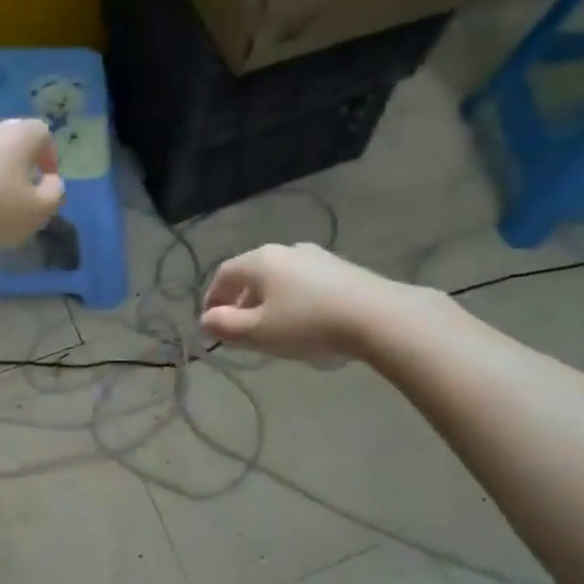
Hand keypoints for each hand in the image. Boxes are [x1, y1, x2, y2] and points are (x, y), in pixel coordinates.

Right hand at [201, 243, 413, 360]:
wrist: (378, 317)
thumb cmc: (307, 324)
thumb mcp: (258, 332)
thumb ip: (225, 326)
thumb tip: (205, 320)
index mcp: (260, 260)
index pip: (223, 274)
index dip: (211, 299)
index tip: (211, 325)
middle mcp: (286, 250)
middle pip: (252, 275)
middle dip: (240, 302)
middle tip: (239, 331)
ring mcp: (317, 257)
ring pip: (280, 279)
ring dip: (268, 302)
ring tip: (272, 330)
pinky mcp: (342, 269)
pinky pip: (304, 284)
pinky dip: (293, 301)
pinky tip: (304, 323)